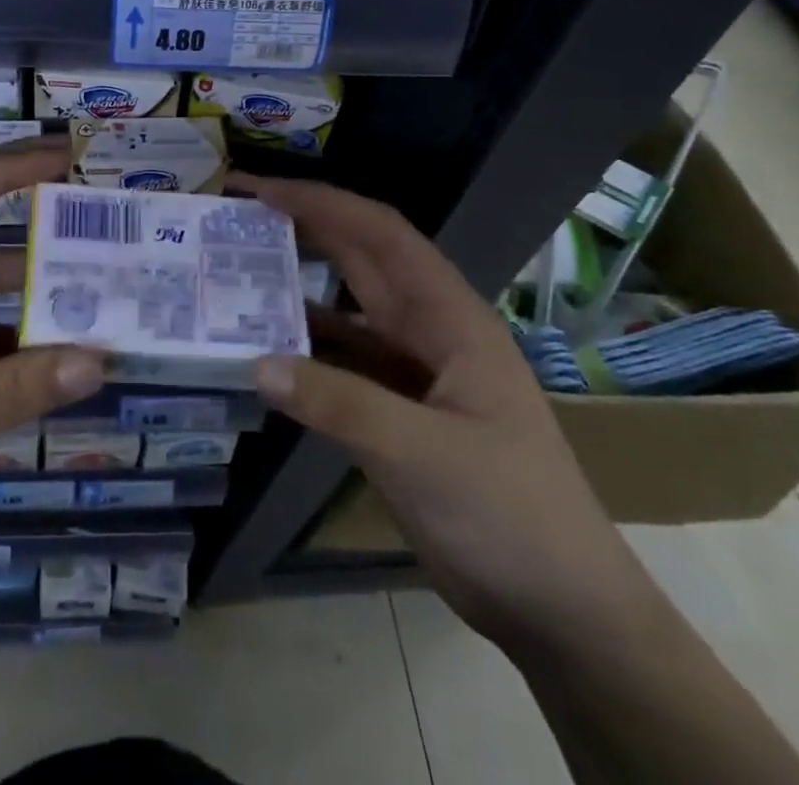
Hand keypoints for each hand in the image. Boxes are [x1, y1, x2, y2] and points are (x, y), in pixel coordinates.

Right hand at [234, 174, 657, 651]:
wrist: (561, 608)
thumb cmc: (509, 514)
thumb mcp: (423, 454)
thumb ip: (339, 404)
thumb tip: (257, 362)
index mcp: (450, 317)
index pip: (380, 235)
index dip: (322, 202)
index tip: (262, 190)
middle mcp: (430, 330)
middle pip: (360, 259)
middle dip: (303, 227)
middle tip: (237, 214)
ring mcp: (414, 371)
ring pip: (348, 309)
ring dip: (299, 285)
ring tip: (237, 270)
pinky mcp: (398, 410)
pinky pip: (342, 359)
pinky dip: (305, 346)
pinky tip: (264, 346)